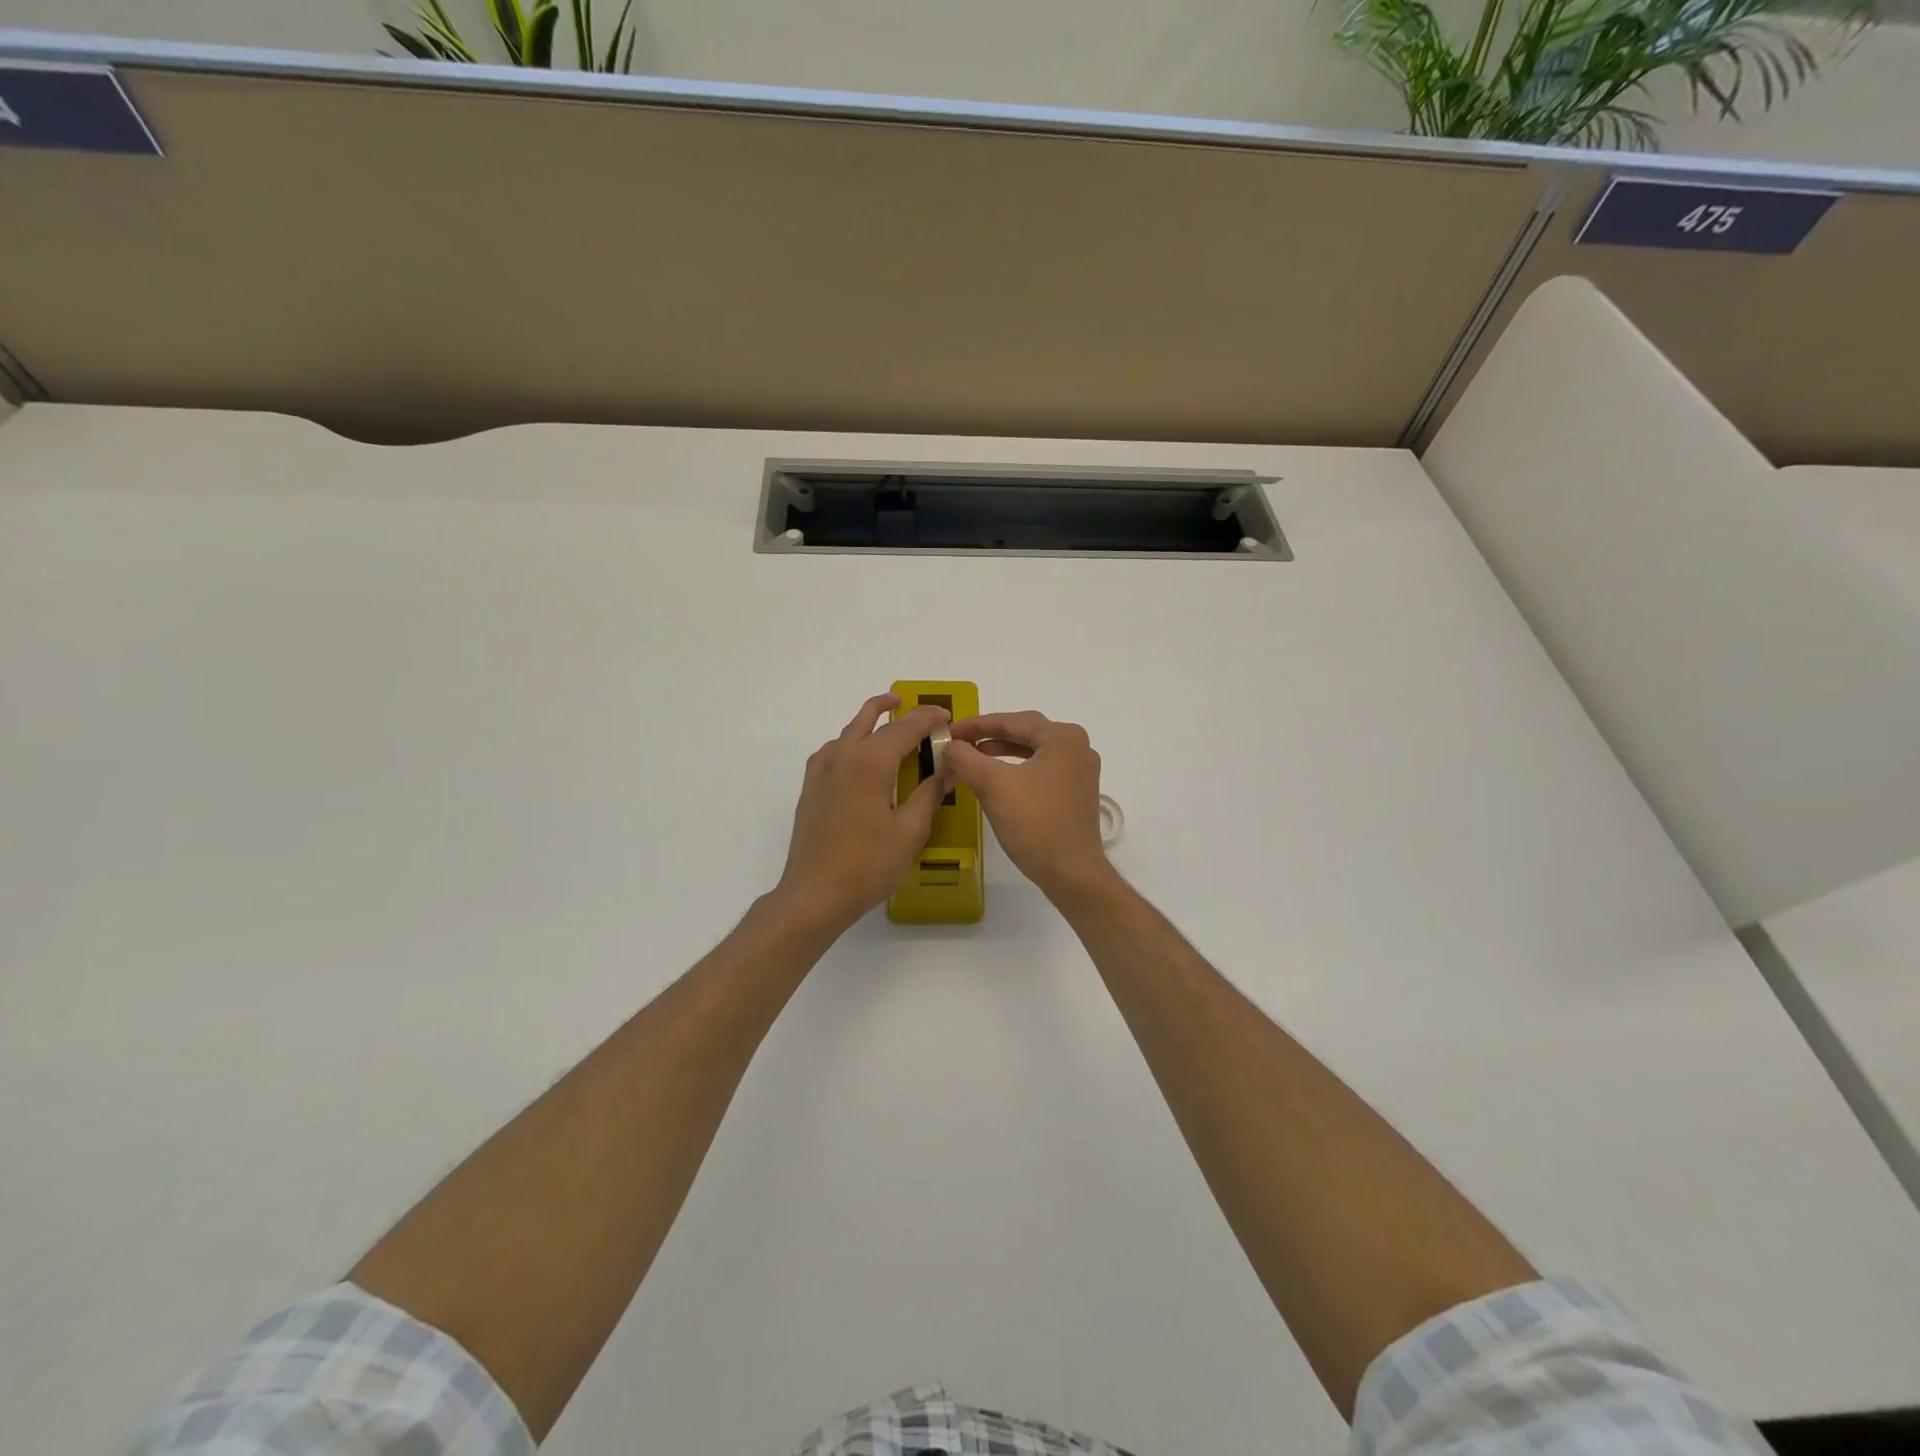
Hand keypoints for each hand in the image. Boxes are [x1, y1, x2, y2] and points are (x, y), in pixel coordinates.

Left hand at [774, 693, 953, 934]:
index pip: (906, 727)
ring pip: (849, 731)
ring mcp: (821, 770)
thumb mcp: (910, 831)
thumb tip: (947, 768)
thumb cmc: (868, 865)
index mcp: (870, 762)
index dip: (929, 718)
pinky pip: (834, 750)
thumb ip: (930, 793)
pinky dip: (852, 742)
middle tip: (920, 712)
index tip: (948, 717)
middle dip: (896, 709)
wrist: (815, 894)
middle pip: (870, 718)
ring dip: (871, 722)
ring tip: (892, 726)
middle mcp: (842, 755)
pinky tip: (863, 760)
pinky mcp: (811, 787)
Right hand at [944, 711, 1113, 900]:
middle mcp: (1078, 748)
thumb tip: (949, 745)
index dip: (977, 725)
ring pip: (1033, 753)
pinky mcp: (1076, 793)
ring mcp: (1080, 772)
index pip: (1013, 721)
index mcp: (1063, 737)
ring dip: (1002, 753)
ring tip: (972, 757)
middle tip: (959, 741)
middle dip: (990, 736)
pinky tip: (996, 780)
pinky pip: (1041, 770)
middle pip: (1025, 733)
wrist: (1071, 873)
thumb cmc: (1035, 823)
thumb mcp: (993, 785)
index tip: (950, 730)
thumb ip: (966, 758)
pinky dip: (1016, 770)